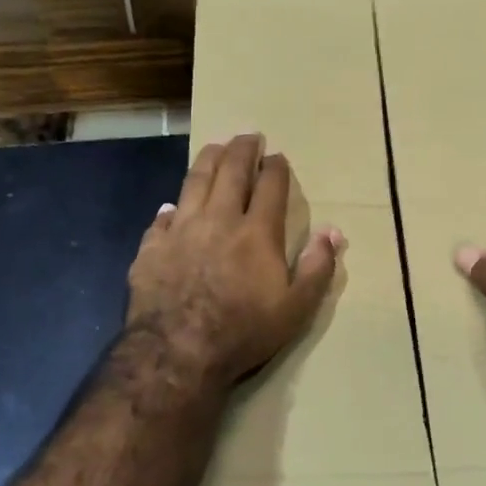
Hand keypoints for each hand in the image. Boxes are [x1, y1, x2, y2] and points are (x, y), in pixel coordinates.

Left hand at [127, 133, 343, 389]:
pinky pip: (161, 218)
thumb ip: (317, 267)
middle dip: (242, 150)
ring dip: (208, 161)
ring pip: (194, 183)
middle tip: (248, 135)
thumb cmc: (243, 331)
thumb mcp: (296, 308)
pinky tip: (171, 206)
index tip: (277, 156)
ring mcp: (181, 230)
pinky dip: (170, 208)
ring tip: (215, 148)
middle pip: (231, 172)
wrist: (178, 350)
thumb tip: (334, 232)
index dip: (276, 168)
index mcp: (257, 232)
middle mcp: (219, 220)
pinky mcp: (152, 248)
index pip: (271, 187)